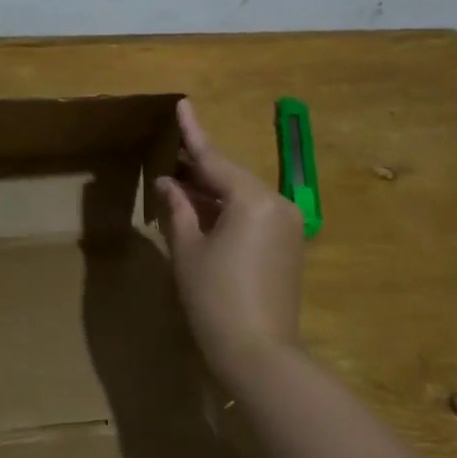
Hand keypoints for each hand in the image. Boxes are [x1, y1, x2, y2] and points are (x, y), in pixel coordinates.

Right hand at [153, 99, 305, 380]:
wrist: (259, 354)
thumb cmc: (214, 298)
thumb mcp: (188, 250)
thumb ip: (178, 208)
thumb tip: (168, 183)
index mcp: (253, 199)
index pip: (214, 158)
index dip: (193, 133)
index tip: (182, 103)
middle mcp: (277, 204)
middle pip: (230, 176)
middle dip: (198, 168)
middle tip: (168, 154)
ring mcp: (288, 225)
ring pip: (242, 196)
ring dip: (211, 192)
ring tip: (178, 184)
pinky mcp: (289, 246)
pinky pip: (253, 215)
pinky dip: (227, 211)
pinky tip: (201, 211)